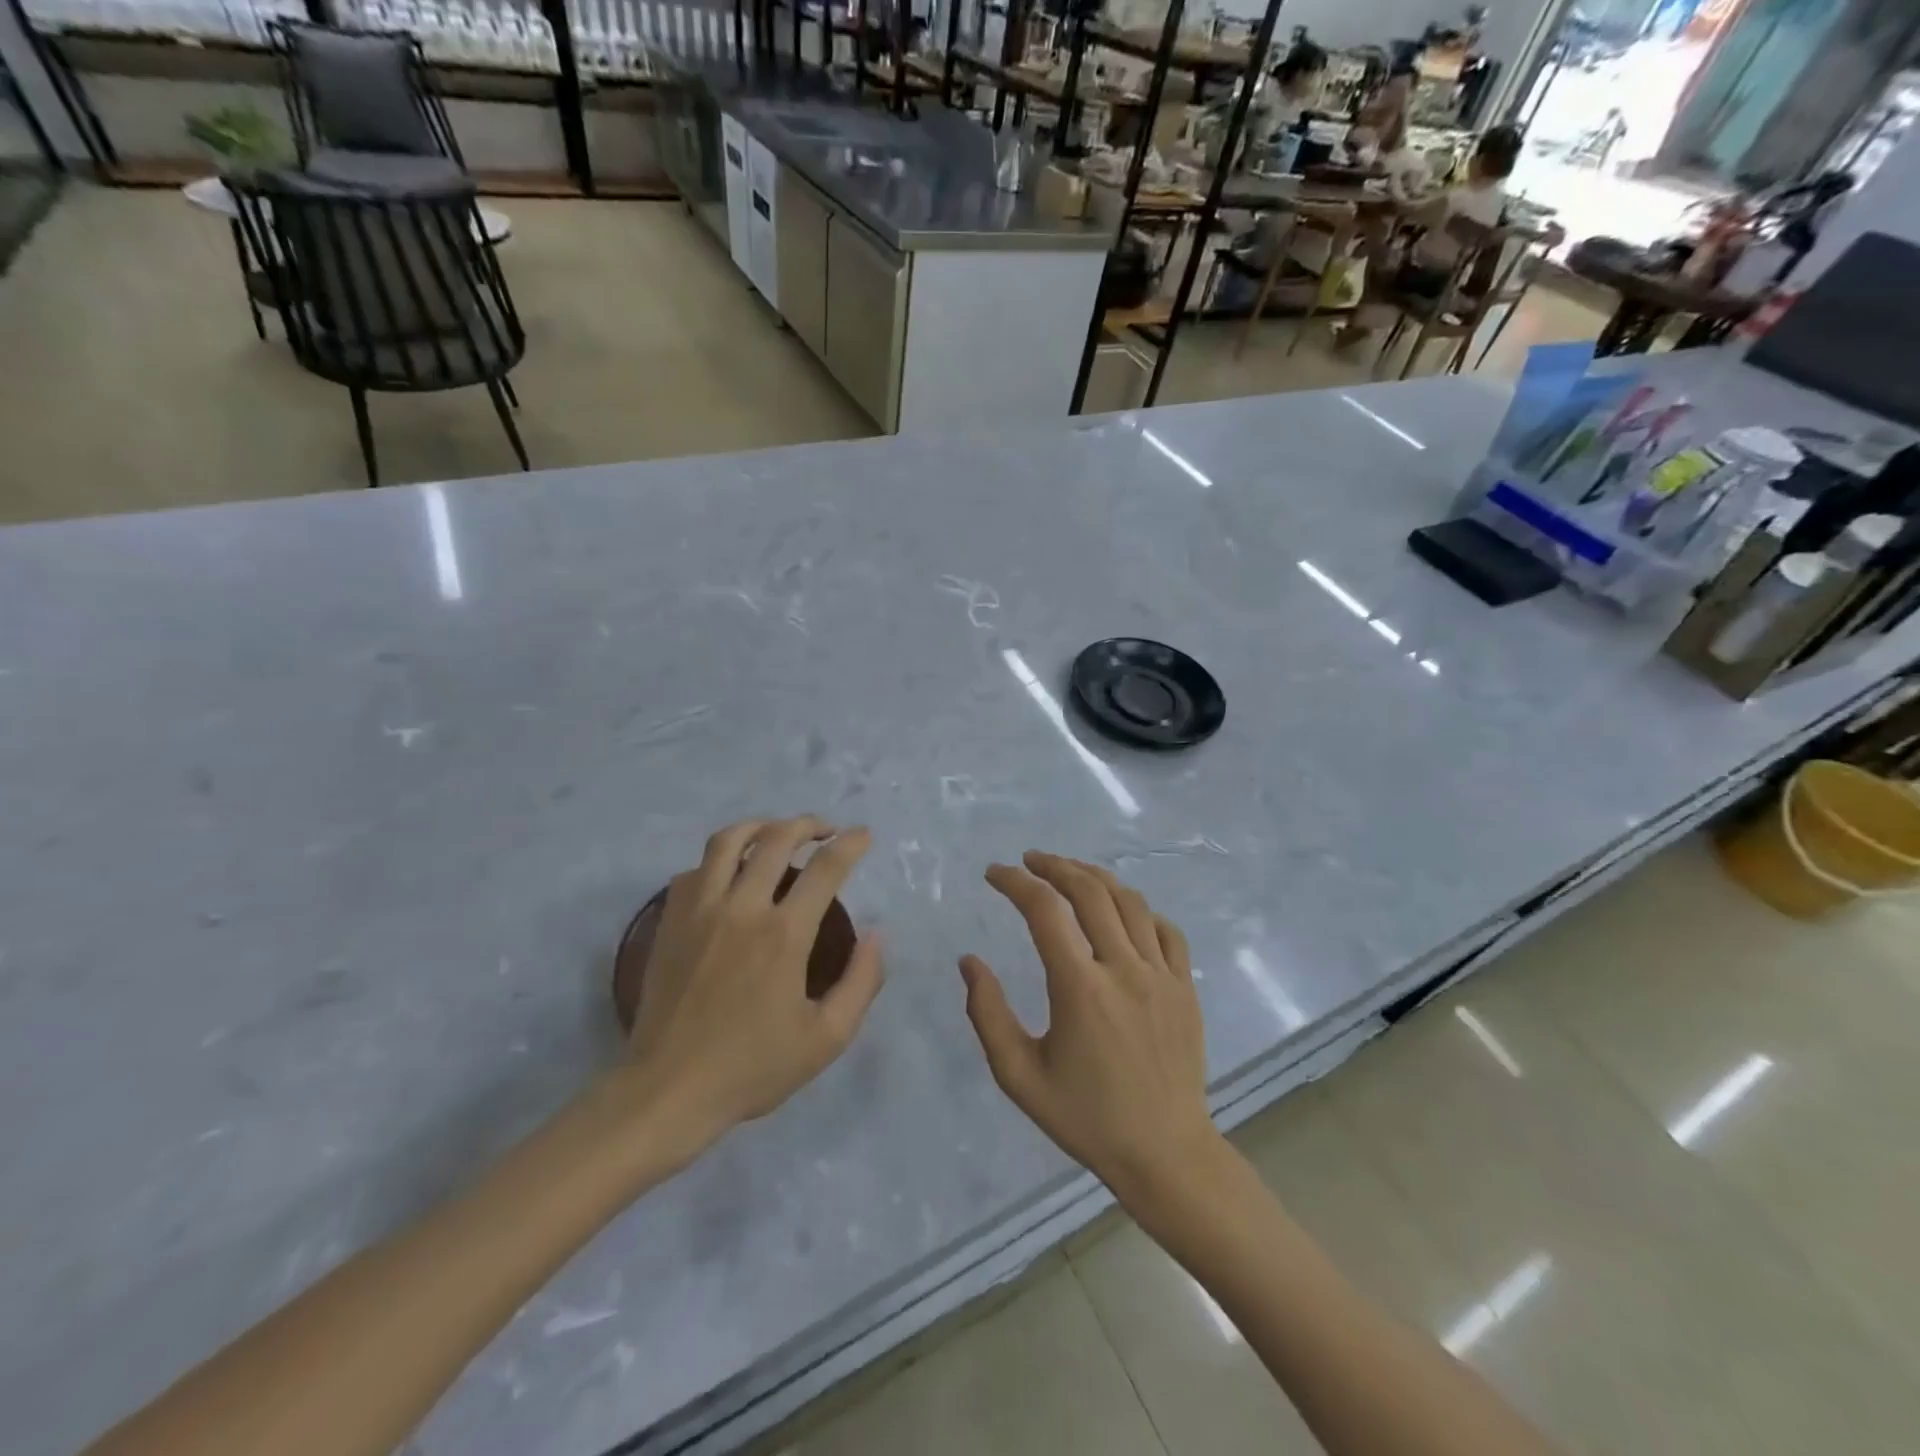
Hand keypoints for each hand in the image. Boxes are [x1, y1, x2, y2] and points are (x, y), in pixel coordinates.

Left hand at [627, 817, 883, 1141]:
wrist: (669, 1090)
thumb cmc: (752, 1067)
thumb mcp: (827, 1038)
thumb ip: (861, 982)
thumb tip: (877, 936)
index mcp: (784, 934)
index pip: (826, 868)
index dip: (851, 844)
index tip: (863, 835)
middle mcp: (742, 908)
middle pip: (777, 838)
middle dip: (808, 824)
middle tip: (825, 830)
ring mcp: (700, 910)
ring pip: (728, 841)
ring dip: (760, 826)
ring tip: (777, 833)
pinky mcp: (670, 922)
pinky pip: (695, 870)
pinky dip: (718, 861)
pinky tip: (730, 873)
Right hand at [959, 853, 1221, 1207]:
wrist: (1165, 1153)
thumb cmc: (1085, 1117)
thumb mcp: (1019, 1076)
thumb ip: (988, 1014)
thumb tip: (969, 961)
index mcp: (1080, 988)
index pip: (1044, 910)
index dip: (1015, 882)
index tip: (994, 874)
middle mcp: (1123, 968)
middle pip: (1089, 891)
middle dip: (1054, 865)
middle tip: (1029, 860)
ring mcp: (1162, 974)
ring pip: (1129, 901)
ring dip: (1095, 877)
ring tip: (1069, 873)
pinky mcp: (1185, 986)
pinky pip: (1165, 929)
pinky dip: (1139, 909)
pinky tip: (1121, 912)